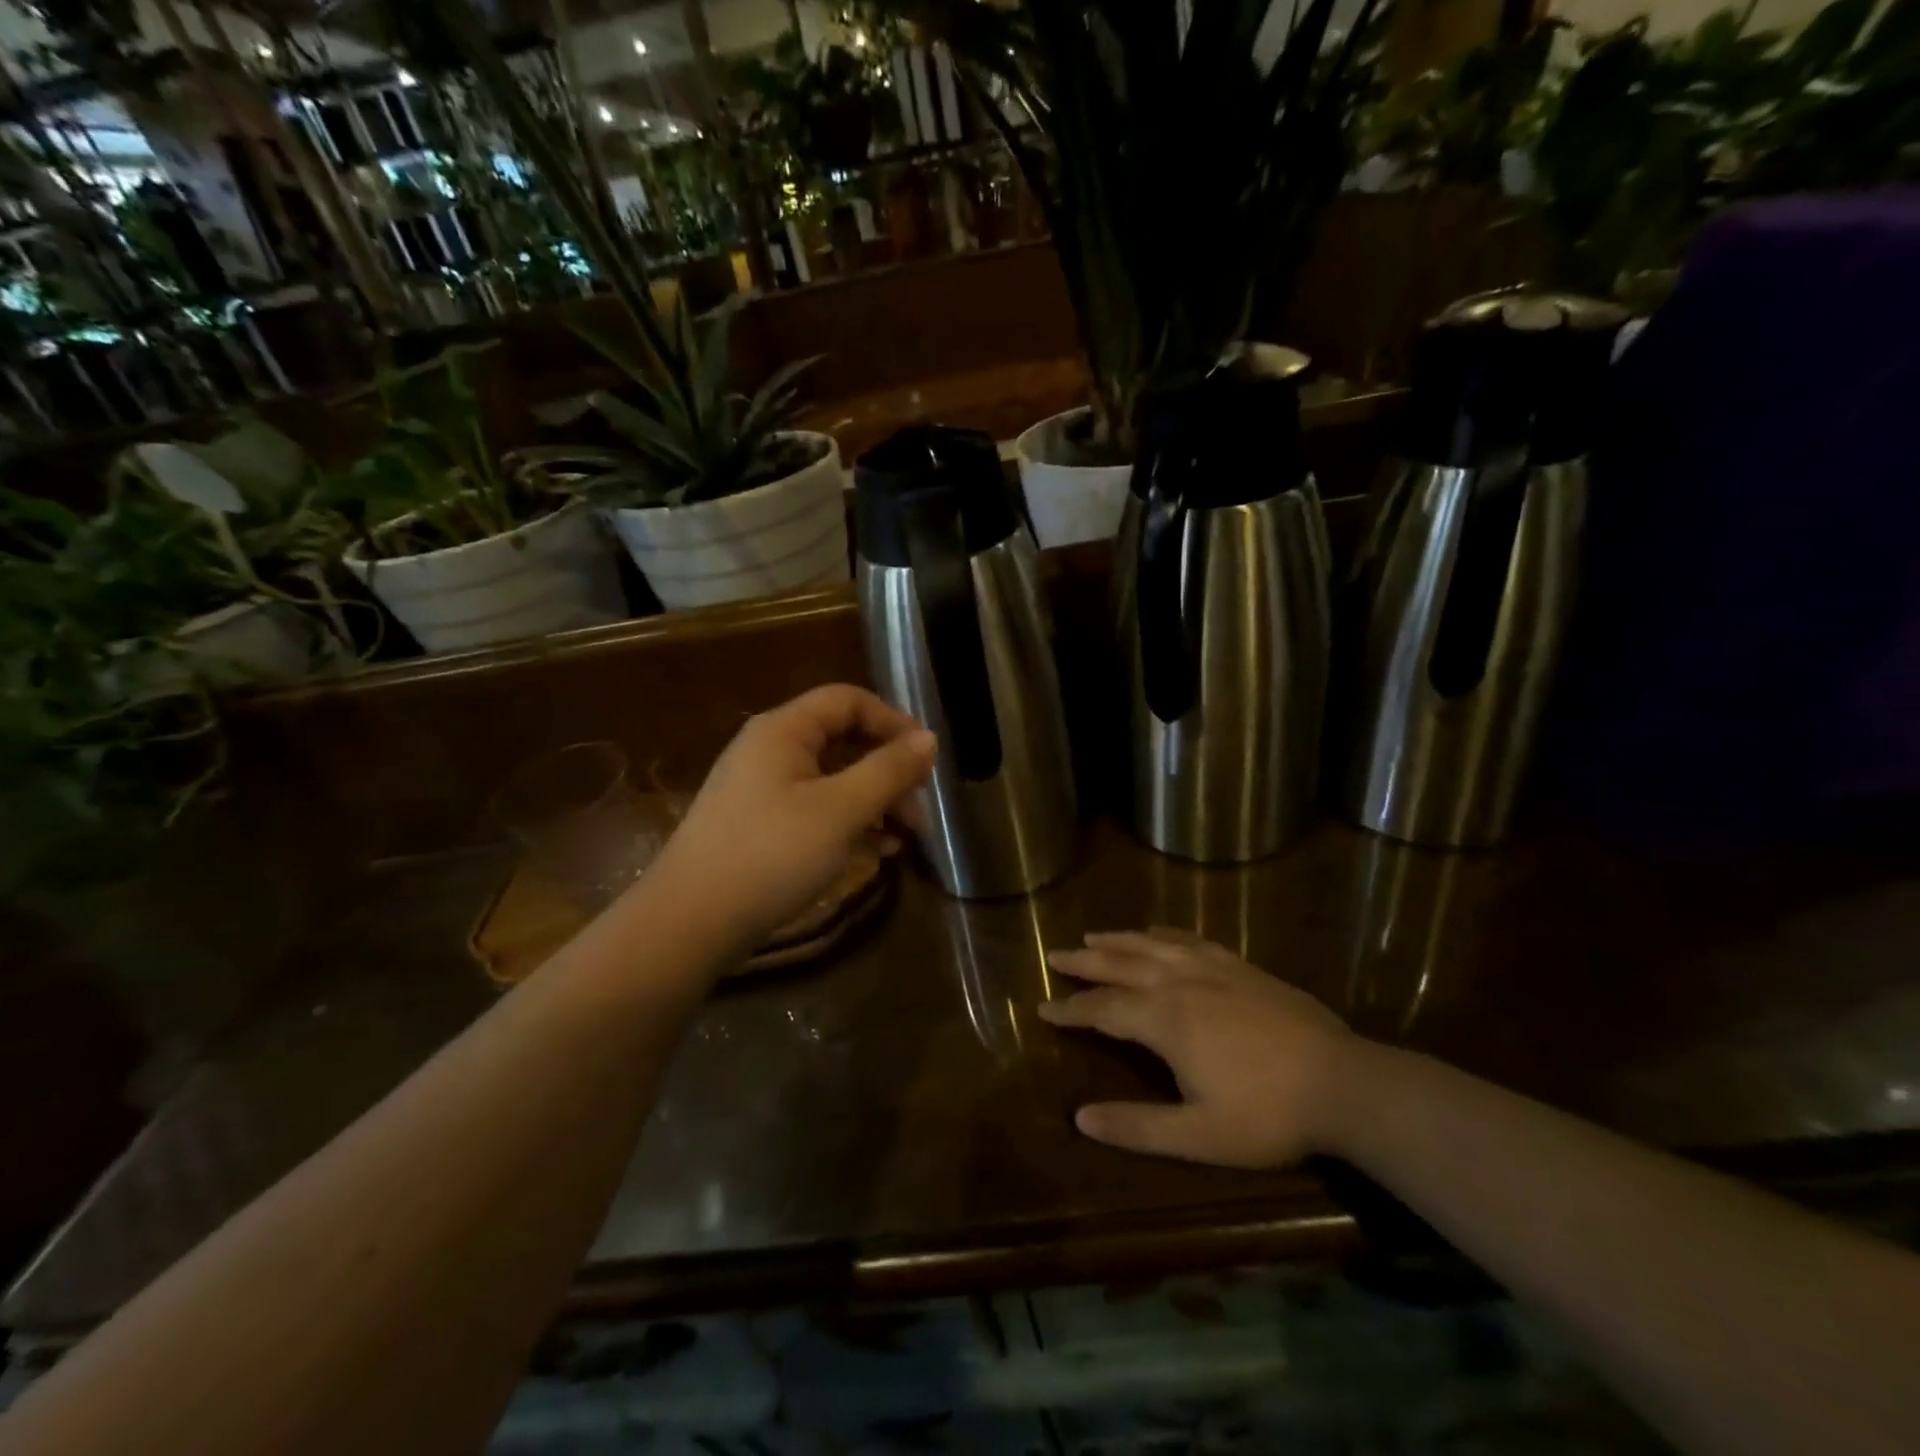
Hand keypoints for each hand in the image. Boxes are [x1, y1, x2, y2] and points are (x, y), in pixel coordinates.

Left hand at [645, 685, 934, 955]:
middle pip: (843, 741)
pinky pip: (815, 810)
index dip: (892, 721)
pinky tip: (874, 853)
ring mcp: (762, 790)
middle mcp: (770, 750)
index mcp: (783, 730)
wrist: (689, 924)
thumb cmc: (770, 855)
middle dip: (888, 771)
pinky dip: (849, 824)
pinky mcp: (760, 826)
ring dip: (874, 802)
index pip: (848, 700)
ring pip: (833, 780)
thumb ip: (888, 771)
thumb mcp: (841, 810)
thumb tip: (929, 739)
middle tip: (919, 809)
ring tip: (905, 839)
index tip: (927, 759)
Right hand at [1038, 929, 1355, 1168]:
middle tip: (1054, 954)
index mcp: (1165, 1020)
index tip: (1043, 1007)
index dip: (1071, 1010)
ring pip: (1152, 946)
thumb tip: (1080, 1119)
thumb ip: (1138, 1126)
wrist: (1343, 1083)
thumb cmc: (1268, 1114)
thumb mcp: (1199, 1136)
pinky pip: (1190, 939)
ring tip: (1092, 935)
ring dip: (1118, 940)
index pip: (1104, 1010)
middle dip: (1084, 962)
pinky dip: (1164, 934)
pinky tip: (1156, 933)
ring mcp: (1213, 969)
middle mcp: (1180, 983)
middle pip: (1121, 965)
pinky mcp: (1240, 966)